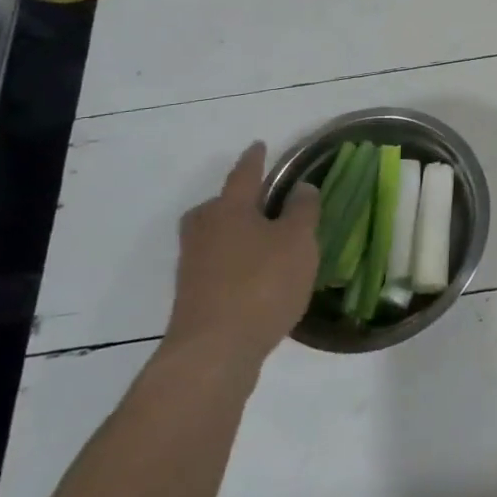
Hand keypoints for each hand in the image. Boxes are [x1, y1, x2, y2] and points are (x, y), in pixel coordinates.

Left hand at [165, 142, 319, 371]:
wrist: (214, 351)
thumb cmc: (261, 284)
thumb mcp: (298, 241)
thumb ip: (302, 211)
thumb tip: (302, 187)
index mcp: (229, 209)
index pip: (244, 174)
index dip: (255, 159)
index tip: (260, 145)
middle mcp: (205, 230)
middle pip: (218, 206)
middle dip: (236, 200)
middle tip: (260, 200)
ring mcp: (193, 265)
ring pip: (215, 236)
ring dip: (235, 233)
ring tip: (263, 240)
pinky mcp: (193, 295)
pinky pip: (216, 264)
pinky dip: (234, 261)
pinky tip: (255, 276)